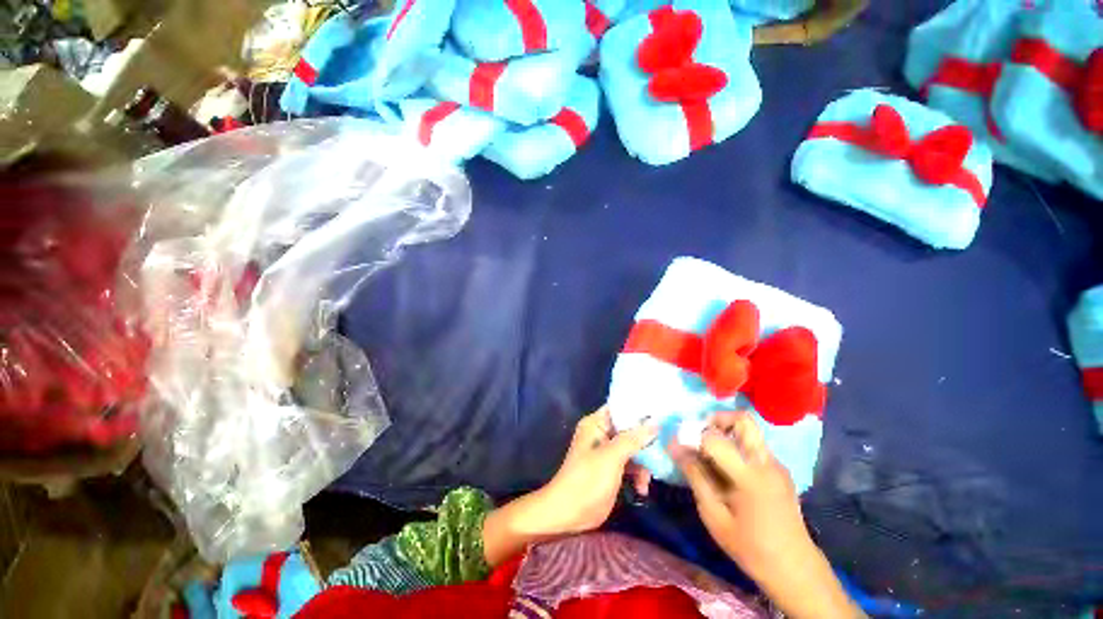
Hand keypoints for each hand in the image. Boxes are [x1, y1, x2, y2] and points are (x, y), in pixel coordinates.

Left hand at [537, 406, 659, 533]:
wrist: (570, 514)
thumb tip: (655, 422)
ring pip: (633, 448)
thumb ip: (633, 438)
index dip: (639, 409)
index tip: (662, 411)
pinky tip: (642, 489)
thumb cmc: (587, 479)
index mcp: (596, 423)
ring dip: (644, 463)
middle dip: (646, 440)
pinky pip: (631, 464)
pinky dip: (638, 475)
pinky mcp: (612, 470)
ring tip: (648, 479)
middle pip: (630, 429)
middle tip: (665, 448)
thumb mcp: (612, 456)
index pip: (620, 408)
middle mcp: (602, 434)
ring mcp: (607, 452)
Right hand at [671, 412, 861, 618]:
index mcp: (749, 475)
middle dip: (716, 420)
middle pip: (742, 419)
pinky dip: (736, 445)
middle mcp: (766, 462)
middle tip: (700, 436)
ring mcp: (776, 465)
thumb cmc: (750, 546)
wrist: (794, 569)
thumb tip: (674, 446)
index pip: (715, 438)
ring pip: (749, 430)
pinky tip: (727, 469)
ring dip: (726, 432)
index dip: (693, 435)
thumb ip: (695, 476)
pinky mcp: (779, 471)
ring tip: (710, 453)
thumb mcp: (713, 515)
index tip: (679, 443)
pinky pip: (754, 445)